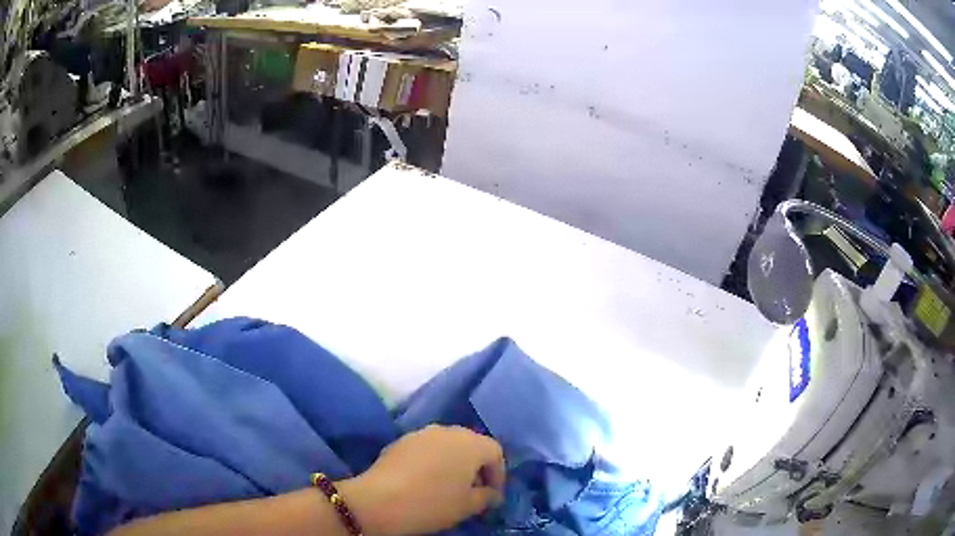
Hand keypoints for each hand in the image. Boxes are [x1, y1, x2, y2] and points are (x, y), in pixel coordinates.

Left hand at [340, 425, 505, 535]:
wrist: (379, 500)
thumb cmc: (433, 503)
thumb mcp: (468, 506)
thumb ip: (487, 497)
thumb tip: (491, 494)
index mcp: (470, 443)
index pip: (495, 452)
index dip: (498, 474)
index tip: (493, 496)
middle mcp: (447, 430)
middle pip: (471, 445)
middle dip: (476, 467)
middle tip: (473, 491)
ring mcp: (421, 433)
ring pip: (446, 445)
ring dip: (453, 463)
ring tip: (448, 487)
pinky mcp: (400, 440)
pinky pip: (426, 449)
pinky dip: (432, 462)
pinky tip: (424, 482)